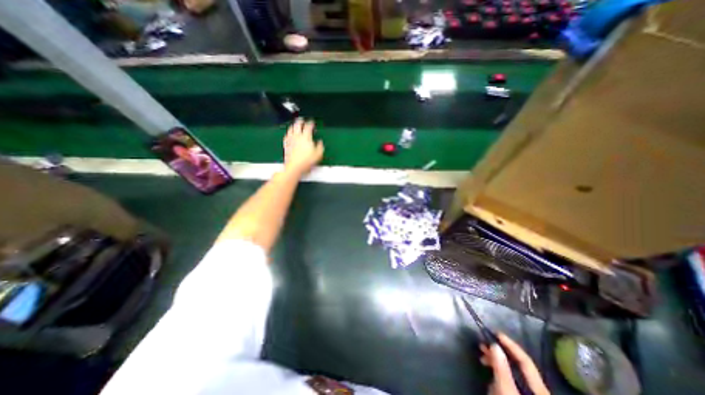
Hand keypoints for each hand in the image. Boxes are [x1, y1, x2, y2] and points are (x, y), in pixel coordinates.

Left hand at [282, 117, 323, 175]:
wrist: (294, 167)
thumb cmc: (307, 161)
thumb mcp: (318, 154)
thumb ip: (320, 146)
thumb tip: (320, 142)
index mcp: (306, 137)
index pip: (308, 126)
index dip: (311, 123)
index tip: (312, 122)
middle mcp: (297, 136)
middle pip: (297, 125)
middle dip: (300, 121)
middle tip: (302, 120)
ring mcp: (290, 140)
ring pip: (291, 129)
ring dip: (293, 125)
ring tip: (295, 125)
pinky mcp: (286, 145)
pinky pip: (286, 136)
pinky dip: (288, 133)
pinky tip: (289, 134)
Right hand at [479, 333, 549, 394]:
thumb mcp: (506, 391)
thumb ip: (501, 368)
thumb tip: (494, 345)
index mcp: (539, 389)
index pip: (525, 361)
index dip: (511, 345)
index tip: (495, 333)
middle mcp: (537, 391)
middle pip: (518, 366)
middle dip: (499, 354)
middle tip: (482, 346)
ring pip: (513, 374)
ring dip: (497, 364)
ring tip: (482, 360)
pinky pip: (510, 383)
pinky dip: (499, 376)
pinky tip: (490, 378)